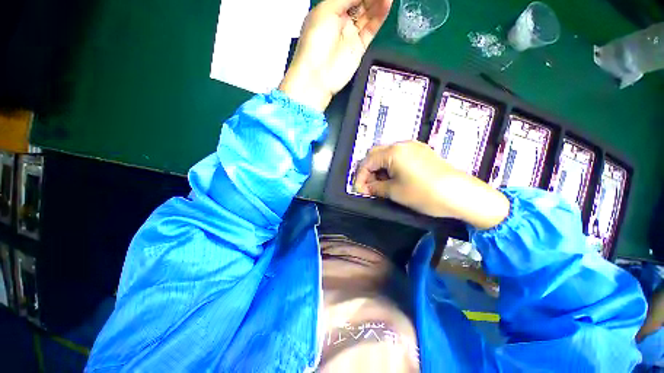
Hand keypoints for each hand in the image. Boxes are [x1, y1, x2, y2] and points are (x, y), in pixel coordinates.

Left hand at [279, 0, 392, 110]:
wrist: (318, 74)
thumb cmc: (316, 40)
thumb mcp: (326, 11)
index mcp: (329, 10)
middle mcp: (341, 20)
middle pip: (360, 2)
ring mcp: (351, 34)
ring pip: (367, 14)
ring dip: (377, 2)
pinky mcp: (359, 47)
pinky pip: (371, 28)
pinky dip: (379, 17)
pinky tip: (387, 4)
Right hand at [353, 141, 509, 229]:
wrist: (461, 194)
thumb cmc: (424, 193)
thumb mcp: (395, 192)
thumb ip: (376, 187)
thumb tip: (366, 187)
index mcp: (393, 152)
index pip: (368, 161)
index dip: (360, 176)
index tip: (359, 190)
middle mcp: (402, 144)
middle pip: (376, 154)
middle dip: (369, 170)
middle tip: (369, 186)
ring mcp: (414, 147)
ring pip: (387, 154)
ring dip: (380, 169)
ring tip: (381, 184)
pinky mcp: (422, 152)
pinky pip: (399, 156)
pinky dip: (391, 166)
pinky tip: (394, 178)